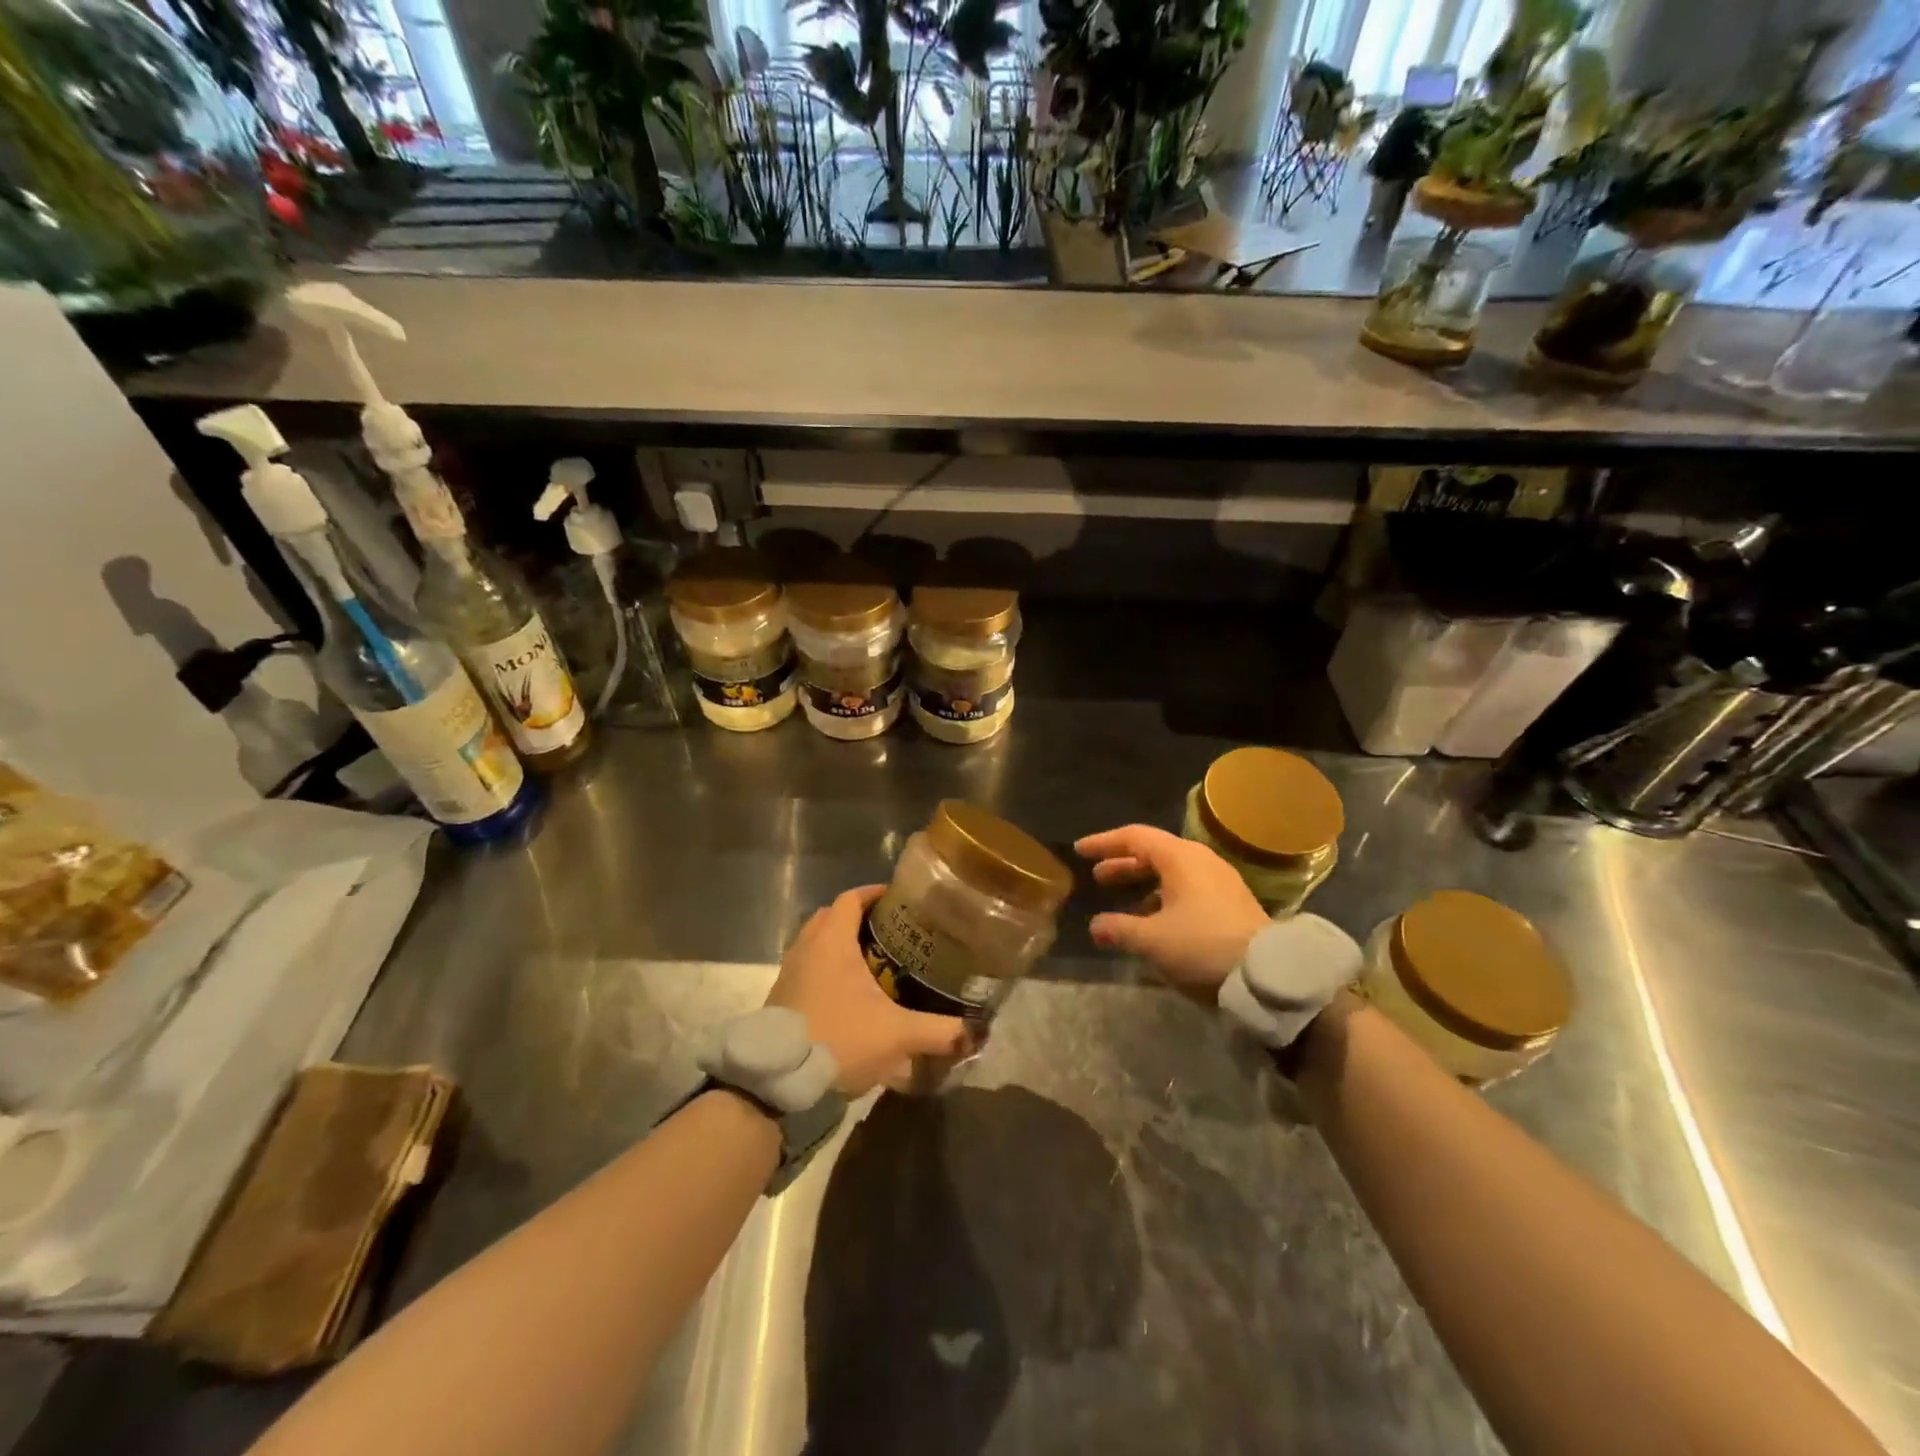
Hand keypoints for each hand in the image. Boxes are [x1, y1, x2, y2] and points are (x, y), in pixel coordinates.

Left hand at [767, 885, 970, 1095]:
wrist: (778, 1081)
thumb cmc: (839, 1040)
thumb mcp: (897, 1036)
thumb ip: (939, 1031)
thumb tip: (974, 1032)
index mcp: (832, 942)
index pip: (851, 898)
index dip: (874, 893)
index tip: (898, 899)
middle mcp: (806, 948)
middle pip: (832, 916)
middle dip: (859, 917)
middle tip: (890, 931)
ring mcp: (789, 972)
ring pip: (816, 942)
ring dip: (840, 943)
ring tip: (872, 961)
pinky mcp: (781, 997)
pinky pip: (807, 967)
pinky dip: (826, 968)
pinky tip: (847, 993)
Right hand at [1076, 824, 1270, 1000]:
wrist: (1268, 973)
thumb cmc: (1203, 945)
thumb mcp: (1153, 940)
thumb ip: (1119, 929)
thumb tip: (1095, 926)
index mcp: (1180, 858)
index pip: (1134, 837)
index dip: (1104, 843)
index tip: (1080, 851)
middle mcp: (1200, 861)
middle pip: (1153, 852)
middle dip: (1123, 864)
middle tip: (1097, 877)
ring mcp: (1219, 881)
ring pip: (1171, 872)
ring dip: (1143, 883)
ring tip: (1121, 902)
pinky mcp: (1230, 902)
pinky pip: (1186, 888)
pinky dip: (1162, 897)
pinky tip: (1152, 921)